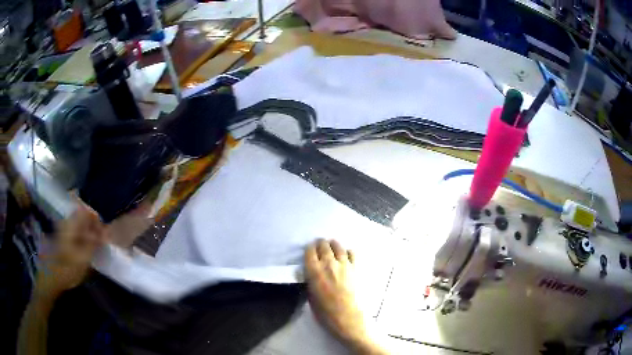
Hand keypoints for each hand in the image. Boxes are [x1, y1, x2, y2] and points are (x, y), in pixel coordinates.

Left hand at [35, 199, 151, 299]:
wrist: (51, 277)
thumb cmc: (67, 269)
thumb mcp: (83, 259)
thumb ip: (94, 244)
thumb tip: (105, 233)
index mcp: (71, 225)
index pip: (86, 211)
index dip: (97, 219)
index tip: (104, 233)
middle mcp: (66, 223)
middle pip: (82, 216)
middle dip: (93, 226)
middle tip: (101, 241)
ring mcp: (63, 230)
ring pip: (79, 224)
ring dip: (89, 232)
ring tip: (95, 247)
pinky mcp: (62, 238)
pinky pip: (76, 231)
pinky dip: (83, 237)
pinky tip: (86, 250)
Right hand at [305, 240, 385, 353]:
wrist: (348, 317)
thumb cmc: (325, 312)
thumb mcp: (311, 295)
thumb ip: (311, 281)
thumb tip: (312, 274)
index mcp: (314, 271)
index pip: (310, 251)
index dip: (310, 248)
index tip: (310, 249)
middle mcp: (328, 263)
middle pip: (324, 245)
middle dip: (321, 244)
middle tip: (321, 245)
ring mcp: (344, 264)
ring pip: (338, 246)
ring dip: (334, 244)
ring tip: (333, 245)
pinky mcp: (356, 268)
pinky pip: (352, 253)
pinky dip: (348, 252)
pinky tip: (347, 254)